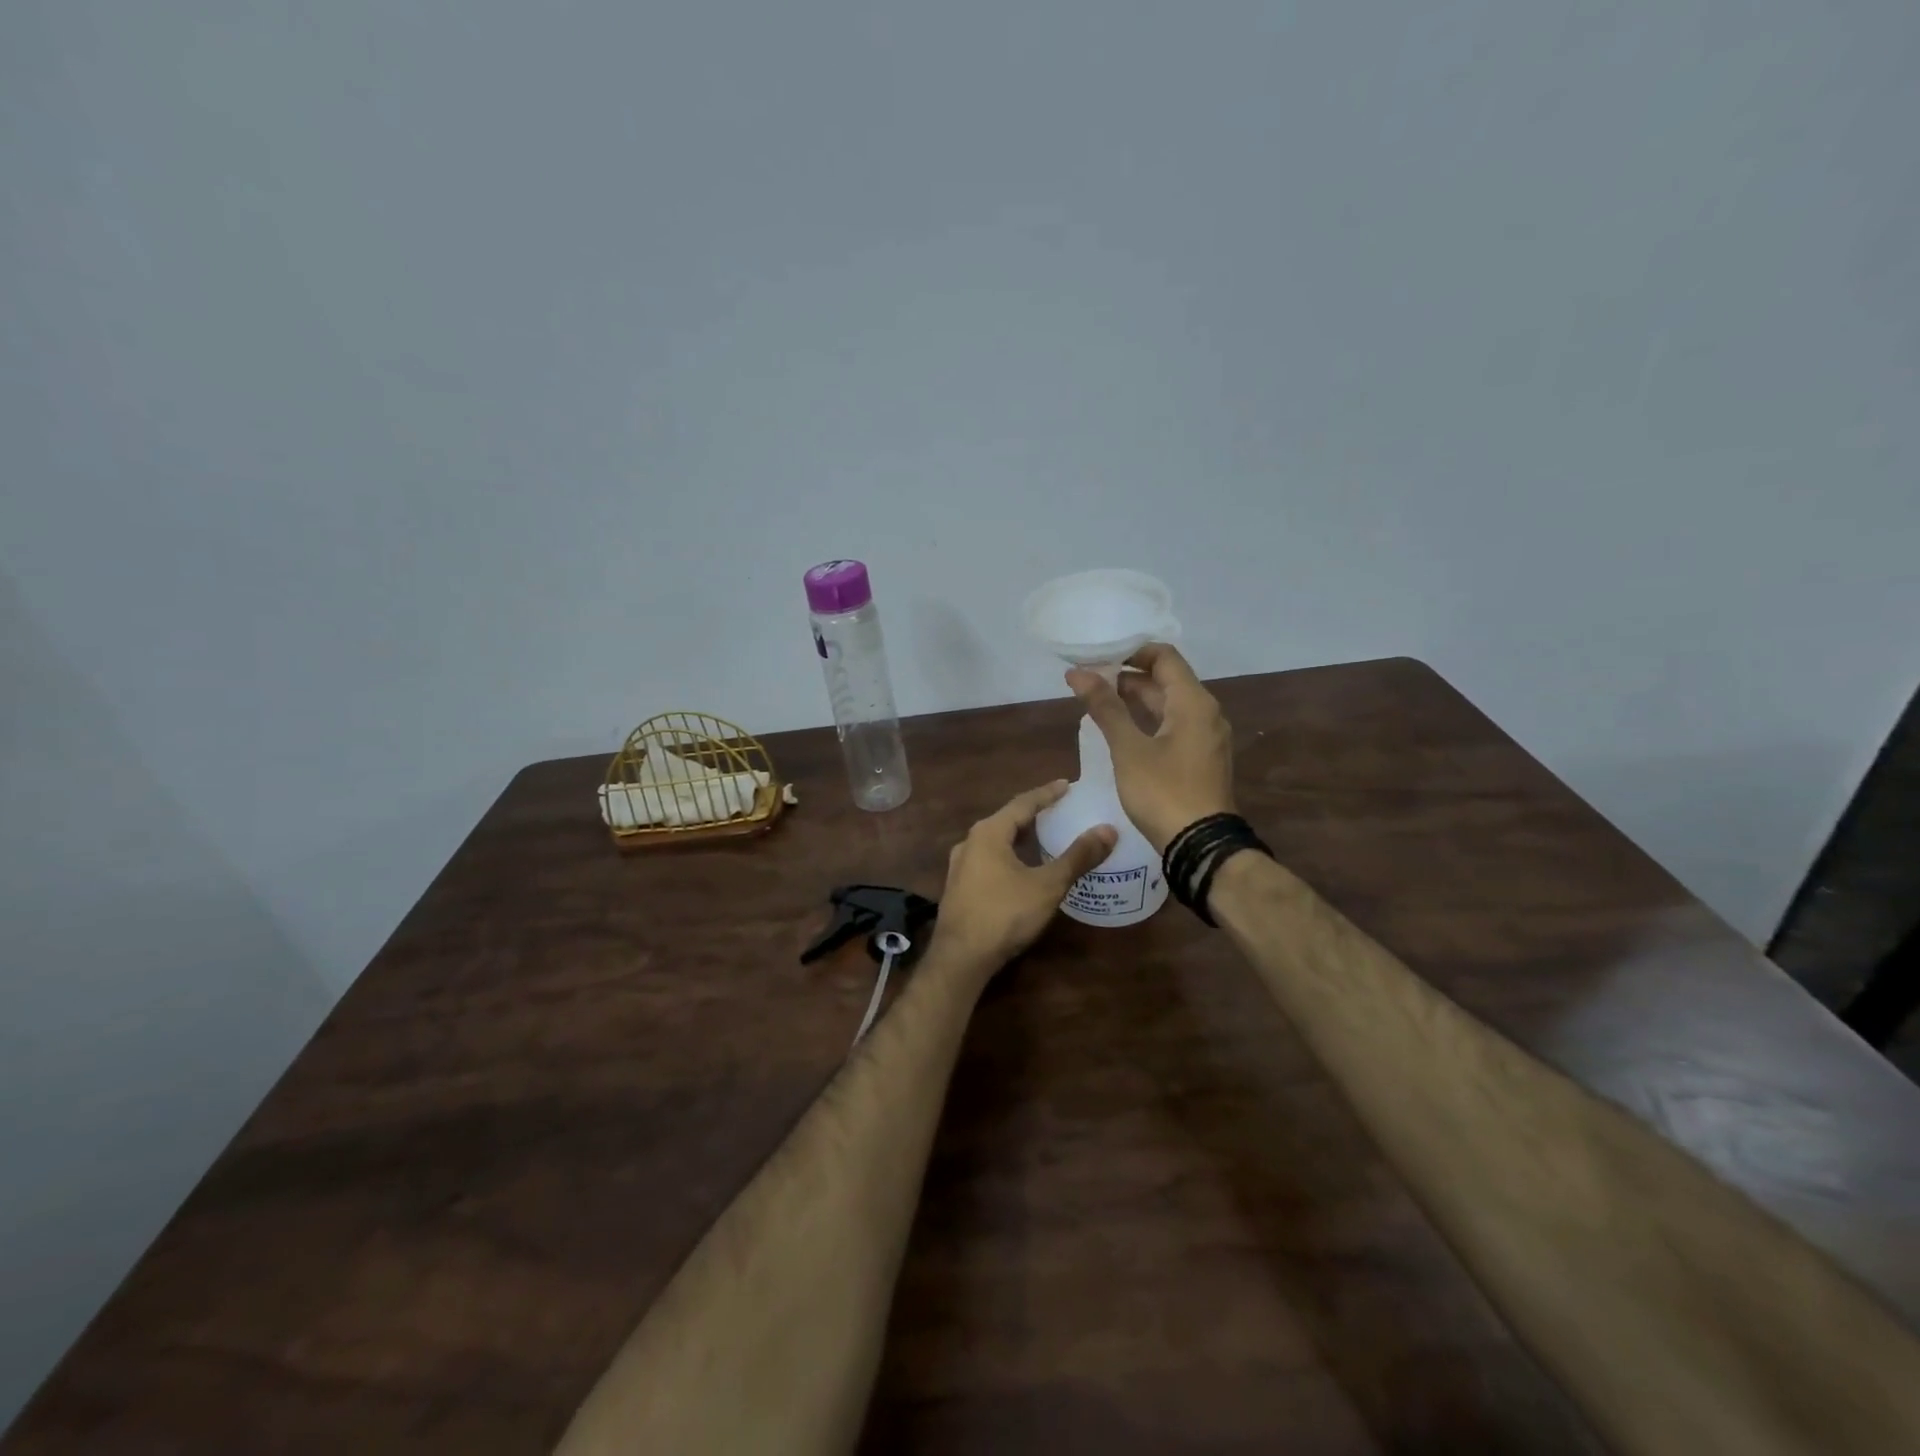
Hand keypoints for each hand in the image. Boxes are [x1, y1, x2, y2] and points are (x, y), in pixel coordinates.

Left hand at [933, 781, 1116, 972]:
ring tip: (1044, 837)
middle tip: (1059, 810)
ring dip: (1020, 837)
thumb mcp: (1047, 885)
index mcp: (988, 832)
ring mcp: (960, 866)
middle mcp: (970, 842)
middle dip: (1033, 814)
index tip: (1067, 784)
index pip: (1023, 803)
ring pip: (996, 842)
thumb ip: (1077, 857)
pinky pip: (989, 860)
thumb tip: (1108, 830)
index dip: (1047, 793)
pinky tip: (1022, 868)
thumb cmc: (1004, 914)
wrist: (961, 957)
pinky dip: (1010, 856)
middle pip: (1007, 820)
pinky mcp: (960, 887)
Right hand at [1066, 643, 1234, 852]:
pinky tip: (1122, 730)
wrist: (1200, 845)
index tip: (1098, 656)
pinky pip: (1174, 725)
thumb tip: (1077, 673)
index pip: (1164, 657)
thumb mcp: (1128, 748)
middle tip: (1090, 680)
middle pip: (1167, 680)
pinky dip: (1148, 719)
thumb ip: (1105, 707)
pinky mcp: (1201, 758)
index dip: (1131, 651)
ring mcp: (1206, 737)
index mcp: (1193, 702)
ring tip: (1099, 701)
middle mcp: (1206, 713)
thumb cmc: (1163, 791)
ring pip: (1170, 705)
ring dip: (1137, 699)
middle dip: (1128, 676)